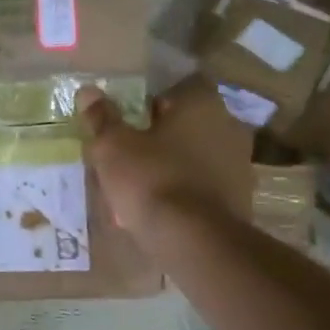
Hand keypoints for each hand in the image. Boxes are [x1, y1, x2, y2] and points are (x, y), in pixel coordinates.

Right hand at [78, 83, 229, 233]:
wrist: (194, 241)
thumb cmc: (151, 180)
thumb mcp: (113, 147)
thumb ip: (102, 118)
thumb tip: (89, 92)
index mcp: (202, 104)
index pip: (177, 88)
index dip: (150, 101)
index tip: (129, 119)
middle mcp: (229, 126)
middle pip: (188, 123)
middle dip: (161, 135)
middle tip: (131, 152)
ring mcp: (240, 164)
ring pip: (197, 156)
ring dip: (174, 164)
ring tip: (141, 185)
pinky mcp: (241, 198)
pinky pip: (205, 186)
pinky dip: (185, 191)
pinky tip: (160, 208)